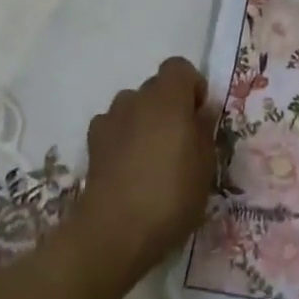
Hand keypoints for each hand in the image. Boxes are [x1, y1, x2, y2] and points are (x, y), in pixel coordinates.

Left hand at [68, 57, 218, 288]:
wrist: (115, 231)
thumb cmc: (171, 194)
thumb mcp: (205, 165)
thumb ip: (204, 130)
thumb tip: (202, 111)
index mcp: (168, 98)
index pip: (179, 67)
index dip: (192, 86)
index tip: (199, 116)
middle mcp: (136, 99)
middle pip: (155, 87)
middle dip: (169, 106)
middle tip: (180, 141)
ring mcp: (109, 120)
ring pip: (133, 107)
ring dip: (144, 121)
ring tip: (152, 156)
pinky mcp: (92, 144)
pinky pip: (113, 128)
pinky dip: (123, 138)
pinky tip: (129, 167)